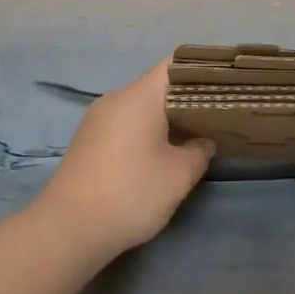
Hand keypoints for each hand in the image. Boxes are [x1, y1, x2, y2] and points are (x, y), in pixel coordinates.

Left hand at [31, 59, 214, 263]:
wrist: (69, 228)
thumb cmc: (131, 192)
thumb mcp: (179, 175)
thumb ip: (199, 151)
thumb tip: (203, 141)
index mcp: (139, 96)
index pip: (174, 65)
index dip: (201, 70)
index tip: (225, 83)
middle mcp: (115, 99)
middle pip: (157, 87)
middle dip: (187, 99)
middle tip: (218, 114)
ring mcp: (97, 120)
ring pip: (140, 108)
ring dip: (166, 119)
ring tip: (194, 135)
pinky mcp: (88, 142)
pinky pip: (125, 125)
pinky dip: (146, 133)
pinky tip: (162, 154)